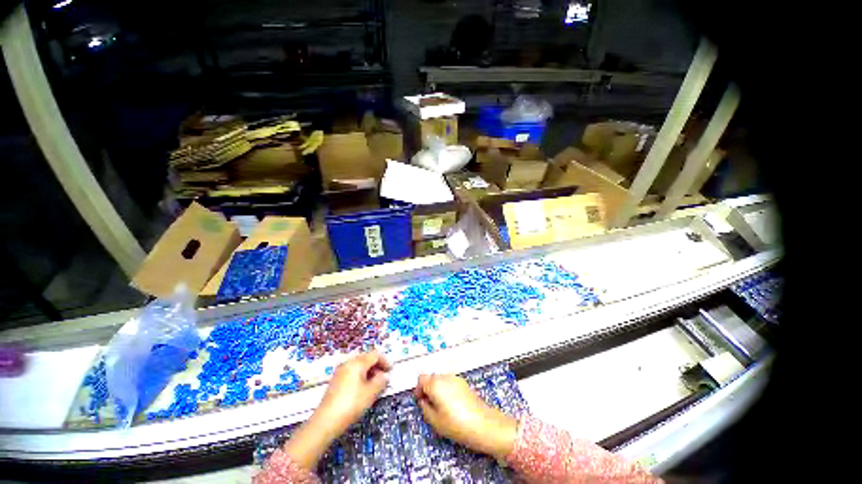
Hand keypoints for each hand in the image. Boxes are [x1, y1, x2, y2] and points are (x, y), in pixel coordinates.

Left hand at [316, 351, 391, 432]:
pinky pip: (352, 372)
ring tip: (374, 385)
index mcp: (357, 363)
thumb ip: (381, 381)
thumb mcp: (370, 393)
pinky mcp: (335, 381)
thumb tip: (385, 376)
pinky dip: (360, 377)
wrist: (325, 422)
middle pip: (366, 358)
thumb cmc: (351, 404)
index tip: (390, 371)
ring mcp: (340, 371)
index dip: (385, 361)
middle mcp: (348, 363)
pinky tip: (362, 389)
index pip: (375, 355)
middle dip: (377, 366)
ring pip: (359, 366)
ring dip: (369, 372)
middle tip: (383, 378)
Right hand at [414, 374, 517, 460]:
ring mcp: (456, 378)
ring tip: (441, 407)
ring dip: (438, 389)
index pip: (421, 379)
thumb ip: (424, 408)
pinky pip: (450, 382)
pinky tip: (452, 405)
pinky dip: (447, 390)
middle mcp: (445, 377)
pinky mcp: (464, 383)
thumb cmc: (457, 424)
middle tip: (429, 405)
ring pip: (441, 380)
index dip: (418, 390)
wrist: (483, 424)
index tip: (420, 401)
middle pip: (431, 377)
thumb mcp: (435, 421)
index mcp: (436, 384)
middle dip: (428, 389)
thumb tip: (423, 401)